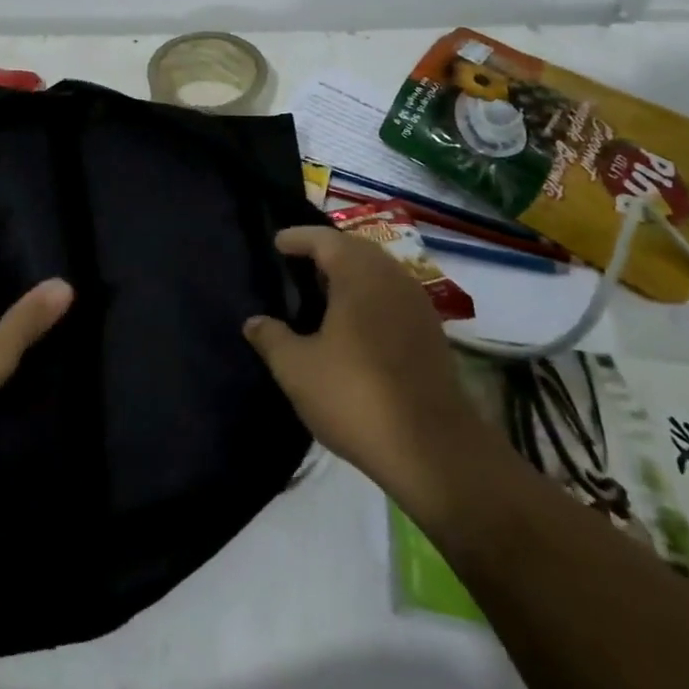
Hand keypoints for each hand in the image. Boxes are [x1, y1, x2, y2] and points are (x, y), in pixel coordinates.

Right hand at [243, 227, 502, 519]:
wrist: (433, 451)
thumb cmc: (355, 396)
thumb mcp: (296, 369)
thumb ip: (271, 338)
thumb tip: (254, 322)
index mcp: (359, 274)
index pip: (324, 239)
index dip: (297, 238)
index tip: (276, 243)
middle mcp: (392, 278)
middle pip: (355, 250)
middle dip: (325, 252)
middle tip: (295, 265)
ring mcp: (418, 305)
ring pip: (377, 274)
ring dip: (349, 276)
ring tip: (320, 294)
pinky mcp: (431, 334)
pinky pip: (392, 297)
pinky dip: (368, 298)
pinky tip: (351, 325)